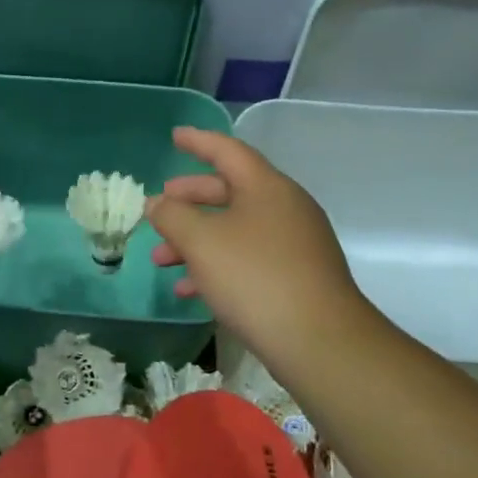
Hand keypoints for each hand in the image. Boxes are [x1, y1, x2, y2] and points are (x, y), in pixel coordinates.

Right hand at [147, 127, 375, 374]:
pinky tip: (190, 290)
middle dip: (189, 200)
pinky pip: (248, 258)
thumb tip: (159, 203)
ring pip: (235, 230)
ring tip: (161, 260)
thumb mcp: (201, 242)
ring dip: (196, 240)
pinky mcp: (296, 277)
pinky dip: (216, 266)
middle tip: (160, 207)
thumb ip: (173, 216)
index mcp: (267, 188)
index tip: (175, 136)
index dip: (198, 142)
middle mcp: (285, 208)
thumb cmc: (254, 277)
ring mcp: (294, 244)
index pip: (228, 152)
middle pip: (230, 192)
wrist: (318, 341)